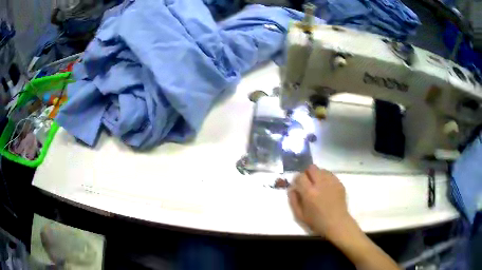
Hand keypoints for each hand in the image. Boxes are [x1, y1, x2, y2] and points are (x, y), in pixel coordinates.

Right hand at [288, 165, 353, 239]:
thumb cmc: (317, 222)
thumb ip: (293, 200)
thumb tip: (292, 188)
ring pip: (321, 170)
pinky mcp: (339, 183)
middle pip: (311, 168)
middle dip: (307, 173)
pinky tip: (326, 187)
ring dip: (317, 175)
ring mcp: (331, 182)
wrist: (337, 223)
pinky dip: (326, 178)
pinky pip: (330, 174)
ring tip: (318, 184)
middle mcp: (320, 184)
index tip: (297, 184)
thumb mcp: (299, 215)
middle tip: (308, 182)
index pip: (300, 176)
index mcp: (309, 192)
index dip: (297, 179)